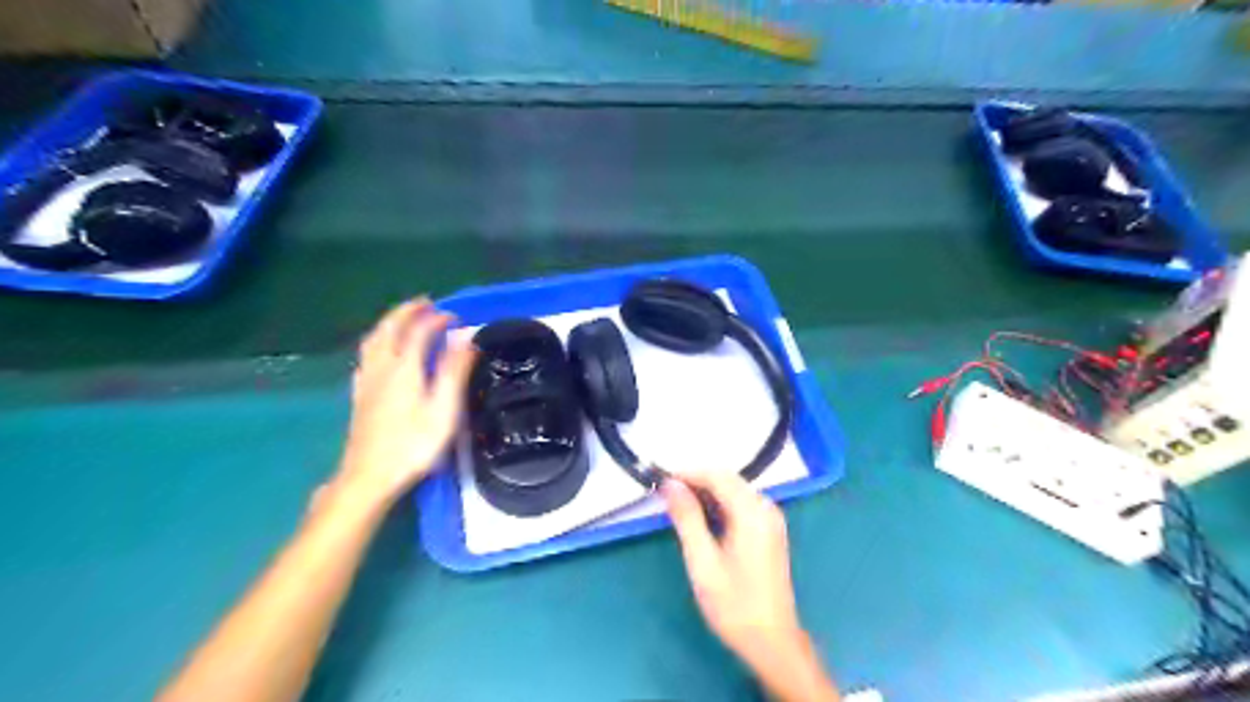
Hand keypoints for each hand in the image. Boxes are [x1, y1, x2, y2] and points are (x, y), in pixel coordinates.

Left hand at [334, 298, 477, 506]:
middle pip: (389, 328)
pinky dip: (378, 342)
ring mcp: (367, 380)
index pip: (419, 331)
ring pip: (374, 339)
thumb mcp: (443, 409)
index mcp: (404, 367)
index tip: (455, 316)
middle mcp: (382, 367)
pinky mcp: (360, 394)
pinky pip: (366, 356)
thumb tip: (467, 340)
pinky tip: (381, 352)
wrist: (369, 475)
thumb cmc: (414, 444)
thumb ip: (454, 371)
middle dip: (407, 311)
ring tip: (404, 318)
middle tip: (425, 303)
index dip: (437, 319)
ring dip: (390, 323)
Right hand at [663, 474, 838, 699]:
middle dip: (695, 482)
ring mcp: (770, 519)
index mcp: (752, 512)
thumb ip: (687, 518)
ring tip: (677, 508)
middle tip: (665, 496)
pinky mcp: (769, 531)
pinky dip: (719, 506)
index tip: (660, 481)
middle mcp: (766, 508)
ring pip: (733, 491)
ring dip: (706, 493)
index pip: (717, 476)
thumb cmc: (734, 604)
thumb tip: (670, 484)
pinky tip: (701, 521)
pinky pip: (741, 505)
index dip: (687, 473)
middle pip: (727, 480)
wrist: (772, 642)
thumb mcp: (702, 561)